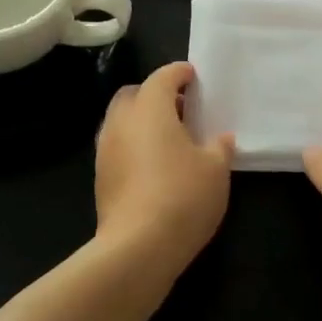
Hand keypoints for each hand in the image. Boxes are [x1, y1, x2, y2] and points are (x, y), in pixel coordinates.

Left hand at [95, 61, 234, 278]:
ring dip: (142, 121)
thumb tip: (221, 139)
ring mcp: (105, 150)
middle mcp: (121, 122)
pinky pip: (118, 147)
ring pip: (122, 121)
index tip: (193, 75)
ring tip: (170, 138)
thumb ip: (219, 147)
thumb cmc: (183, 196)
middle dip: (155, 94)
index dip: (179, 73)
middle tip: (181, 108)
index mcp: (150, 109)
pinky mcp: (100, 177)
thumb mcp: (216, 169)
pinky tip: (155, 165)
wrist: (137, 247)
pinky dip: (134, 145)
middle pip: (134, 95)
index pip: (162, 77)